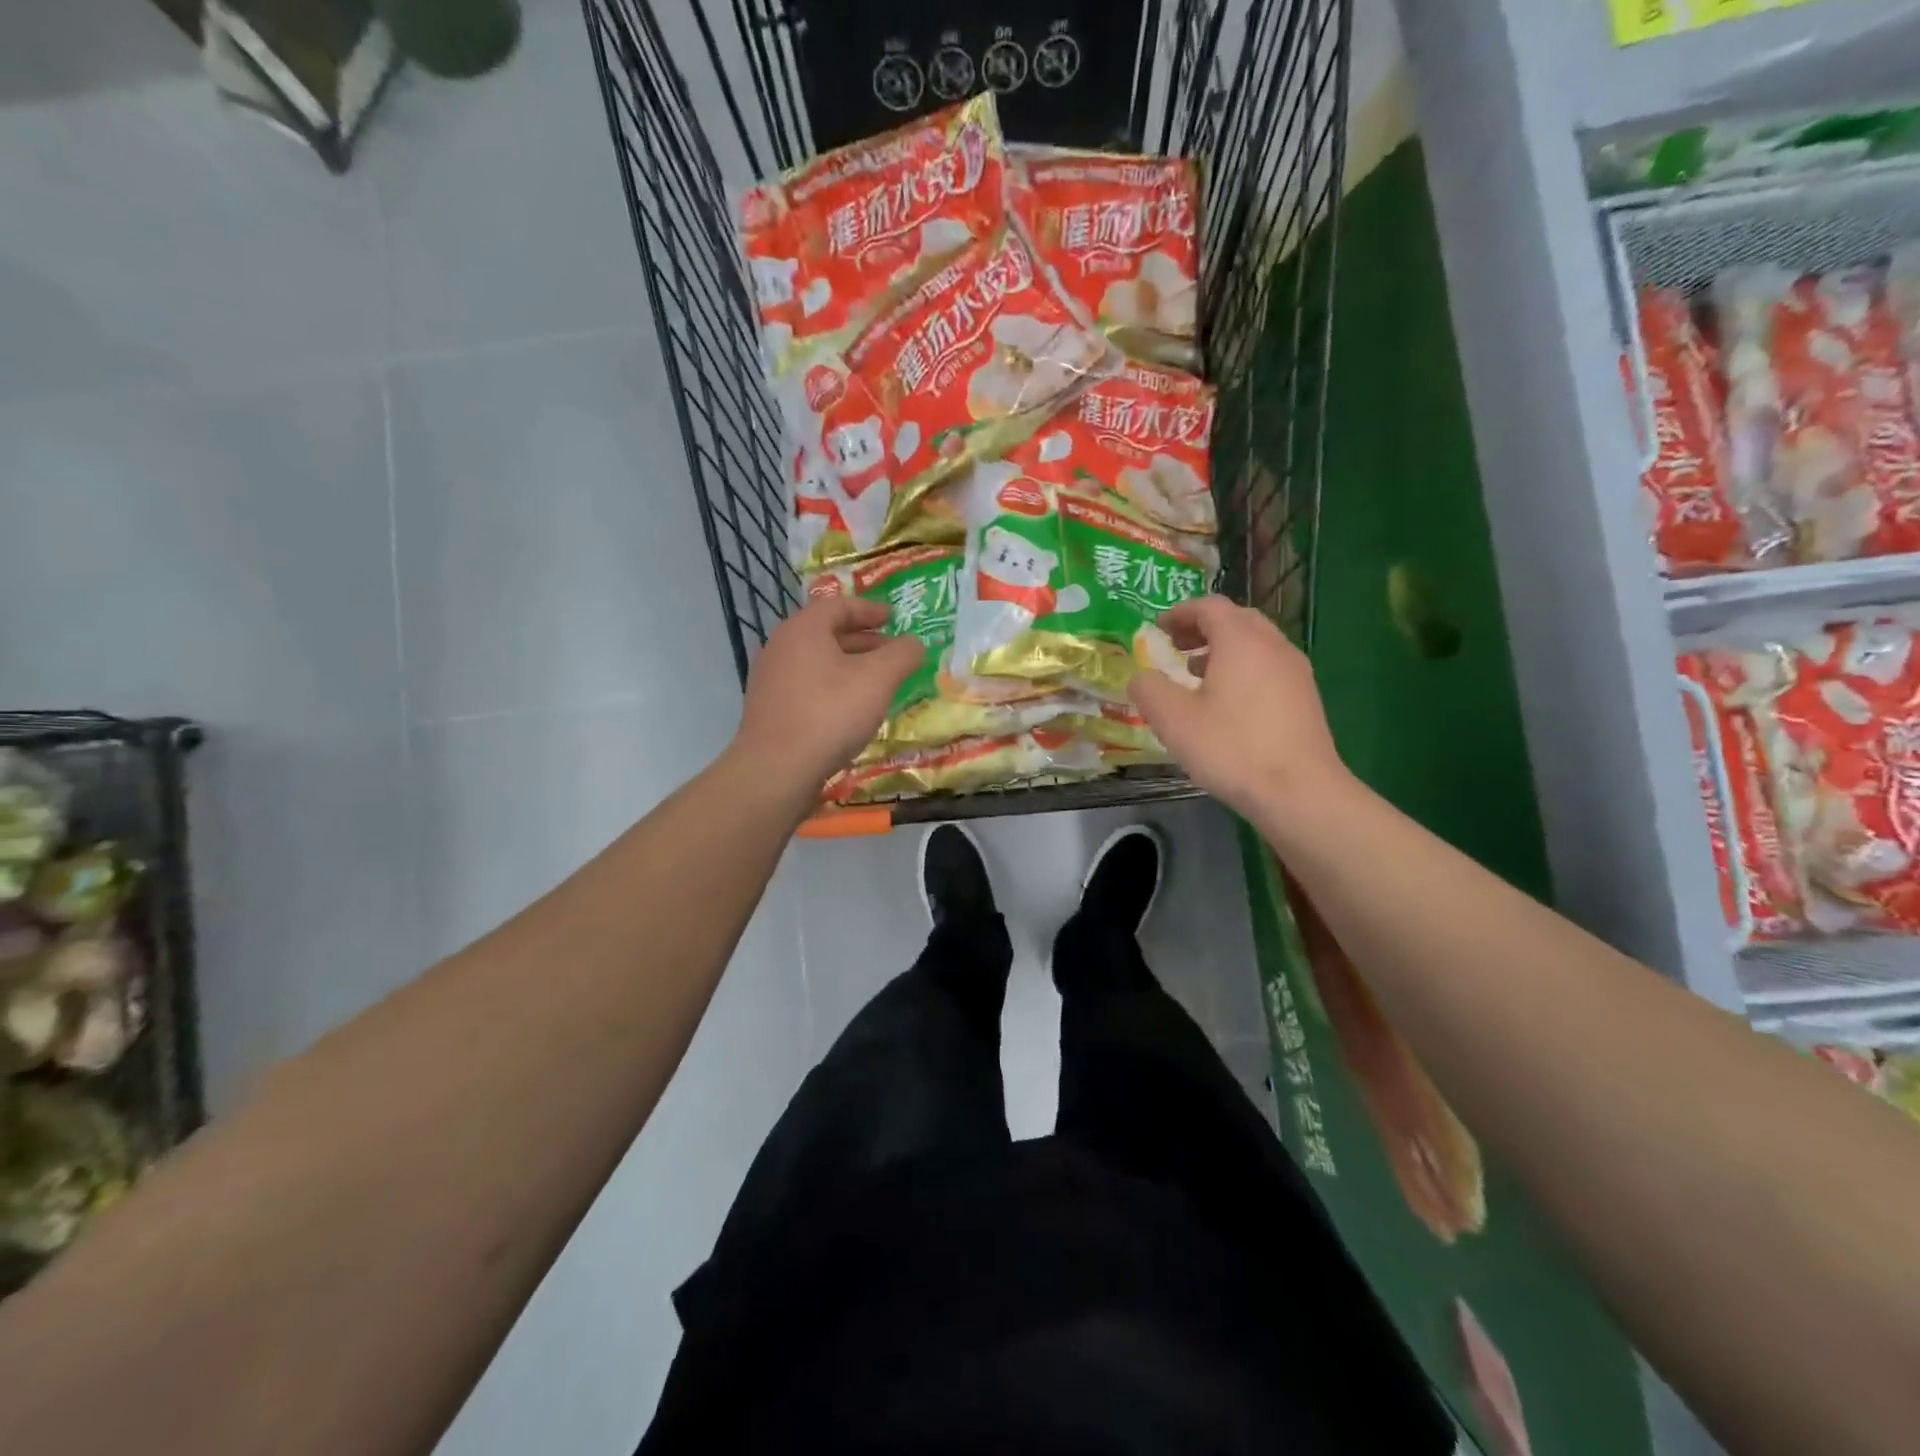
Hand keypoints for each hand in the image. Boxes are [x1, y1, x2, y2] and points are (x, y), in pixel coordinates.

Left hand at [732, 596, 924, 794]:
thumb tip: (914, 644)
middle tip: (891, 651)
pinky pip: (806, 685)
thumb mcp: (879, 679)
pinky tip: (850, 710)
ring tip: (876, 682)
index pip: (838, 605)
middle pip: (826, 632)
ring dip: (848, 665)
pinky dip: (832, 686)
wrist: (776, 769)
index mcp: (803, 629)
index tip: (893, 617)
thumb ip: (902, 655)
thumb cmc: (830, 714)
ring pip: (816, 661)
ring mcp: (770, 679)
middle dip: (863, 639)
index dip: (870, 609)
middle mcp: (781, 646)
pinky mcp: (769, 708)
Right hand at [1130, 596, 1350, 819]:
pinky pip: (1268, 666)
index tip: (1158, 628)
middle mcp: (1273, 645)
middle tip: (1176, 647)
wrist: (1299, 791)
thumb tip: (1142, 677)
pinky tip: (1227, 702)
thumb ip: (1149, 689)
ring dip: (1223, 649)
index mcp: (1241, 640)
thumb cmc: (1231, 748)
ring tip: (1196, 674)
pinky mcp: (1305, 697)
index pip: (1210, 606)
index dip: (1180, 612)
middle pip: (1237, 620)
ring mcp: (1295, 671)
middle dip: (1202, 628)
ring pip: (1256, 644)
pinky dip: (1243, 668)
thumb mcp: (1173, 720)